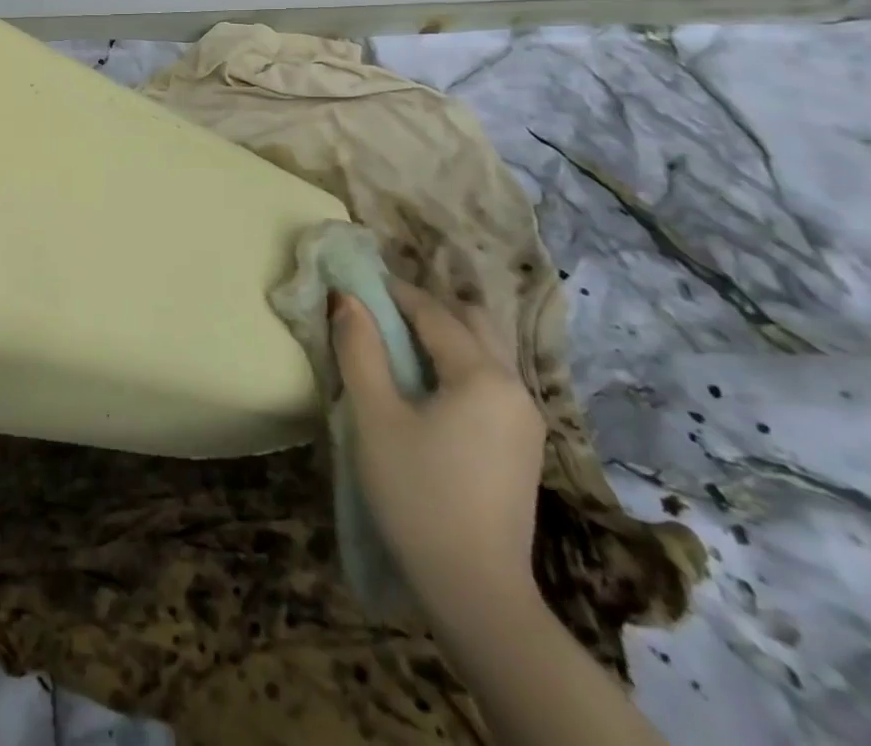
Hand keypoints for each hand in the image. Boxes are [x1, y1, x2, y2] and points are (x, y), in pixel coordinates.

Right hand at [331, 276, 544, 613]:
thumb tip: (346, 297)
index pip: (434, 312)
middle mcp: (515, 387)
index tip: (355, 279)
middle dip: (425, 305)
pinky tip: (426, 382)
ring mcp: (525, 419)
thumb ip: (359, 349)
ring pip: (485, 351)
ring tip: (396, 339)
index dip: (393, 291)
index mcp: (483, 375)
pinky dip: (457, 362)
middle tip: (378, 307)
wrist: (475, 591)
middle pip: (472, 322)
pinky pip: (489, 380)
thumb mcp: (375, 416)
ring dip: (443, 333)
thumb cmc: (417, 493)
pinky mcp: (521, 445)